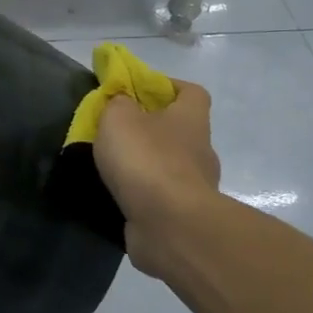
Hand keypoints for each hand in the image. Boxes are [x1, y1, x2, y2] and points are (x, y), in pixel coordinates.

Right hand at [93, 81, 222, 278]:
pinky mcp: (184, 217)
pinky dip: (143, 195)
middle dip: (150, 128)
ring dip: (146, 164)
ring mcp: (195, 187)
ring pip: (169, 165)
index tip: (140, 89)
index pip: (192, 92)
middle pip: (179, 130)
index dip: (168, 86)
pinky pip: (161, 197)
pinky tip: (118, 196)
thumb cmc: (147, 159)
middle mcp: (200, 151)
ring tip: (112, 167)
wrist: (171, 227)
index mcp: (191, 119)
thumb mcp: (119, 117)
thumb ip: (118, 103)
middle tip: (117, 130)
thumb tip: (123, 102)